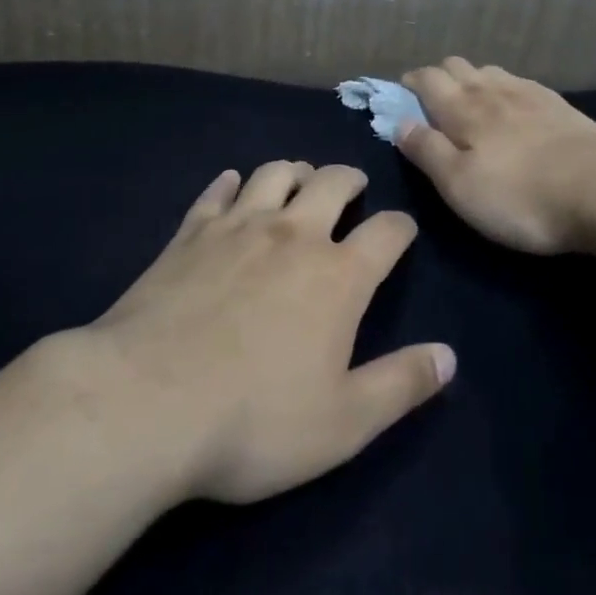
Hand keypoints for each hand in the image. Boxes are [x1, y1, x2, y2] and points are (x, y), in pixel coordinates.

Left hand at [80, 162, 454, 504]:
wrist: (146, 403)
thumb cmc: (254, 421)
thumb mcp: (343, 423)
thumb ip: (401, 385)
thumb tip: (449, 356)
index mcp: (337, 275)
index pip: (387, 232)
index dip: (401, 226)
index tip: (403, 229)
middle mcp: (293, 235)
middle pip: (331, 183)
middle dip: (350, 179)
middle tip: (353, 185)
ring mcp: (237, 226)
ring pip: (274, 173)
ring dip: (294, 170)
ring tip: (300, 178)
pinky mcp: (190, 232)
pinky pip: (216, 191)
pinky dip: (230, 183)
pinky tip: (231, 186)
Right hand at [397, 58, 595, 254]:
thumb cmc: (519, 195)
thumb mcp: (459, 185)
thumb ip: (427, 151)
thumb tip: (400, 123)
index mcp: (462, 108)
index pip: (427, 79)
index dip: (410, 83)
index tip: (401, 94)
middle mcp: (492, 90)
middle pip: (457, 65)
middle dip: (439, 76)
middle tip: (433, 102)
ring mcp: (529, 94)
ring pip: (490, 70)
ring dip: (473, 78)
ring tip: (471, 102)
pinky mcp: (559, 105)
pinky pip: (521, 83)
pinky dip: (505, 87)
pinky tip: (514, 105)